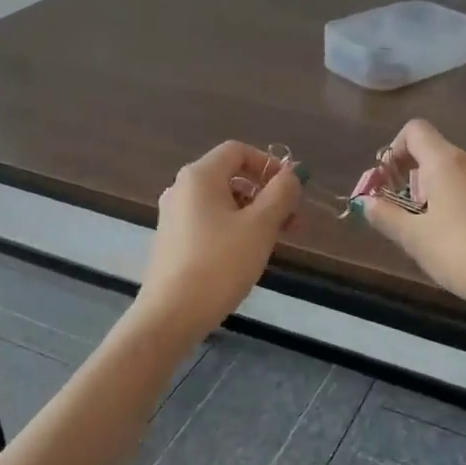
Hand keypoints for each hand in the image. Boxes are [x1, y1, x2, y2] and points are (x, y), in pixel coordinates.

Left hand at [134, 141, 302, 341]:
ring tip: (275, 242)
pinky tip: (247, 255)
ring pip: (222, 202)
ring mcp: (174, 216)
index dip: (268, 164)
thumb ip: (281, 194)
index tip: (292, 191)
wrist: (172, 314)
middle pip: (231, 177)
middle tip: (293, 222)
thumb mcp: (260, 226)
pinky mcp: (172, 241)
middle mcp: (181, 189)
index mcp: (199, 176)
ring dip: (254, 214)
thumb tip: (292, 174)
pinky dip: (233, 229)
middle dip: (266, 194)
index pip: (238, 151)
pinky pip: (209, 222)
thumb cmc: (220, 264)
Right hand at [354, 119, 465, 324]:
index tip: (389, 182)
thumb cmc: (463, 254)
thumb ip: (386, 217)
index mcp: (448, 163)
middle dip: (418, 183)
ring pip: (464, 180)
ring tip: (443, 238)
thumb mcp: (415, 240)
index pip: (415, 131)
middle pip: (439, 158)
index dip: (395, 150)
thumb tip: (367, 202)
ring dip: (446, 198)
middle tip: (412, 221)